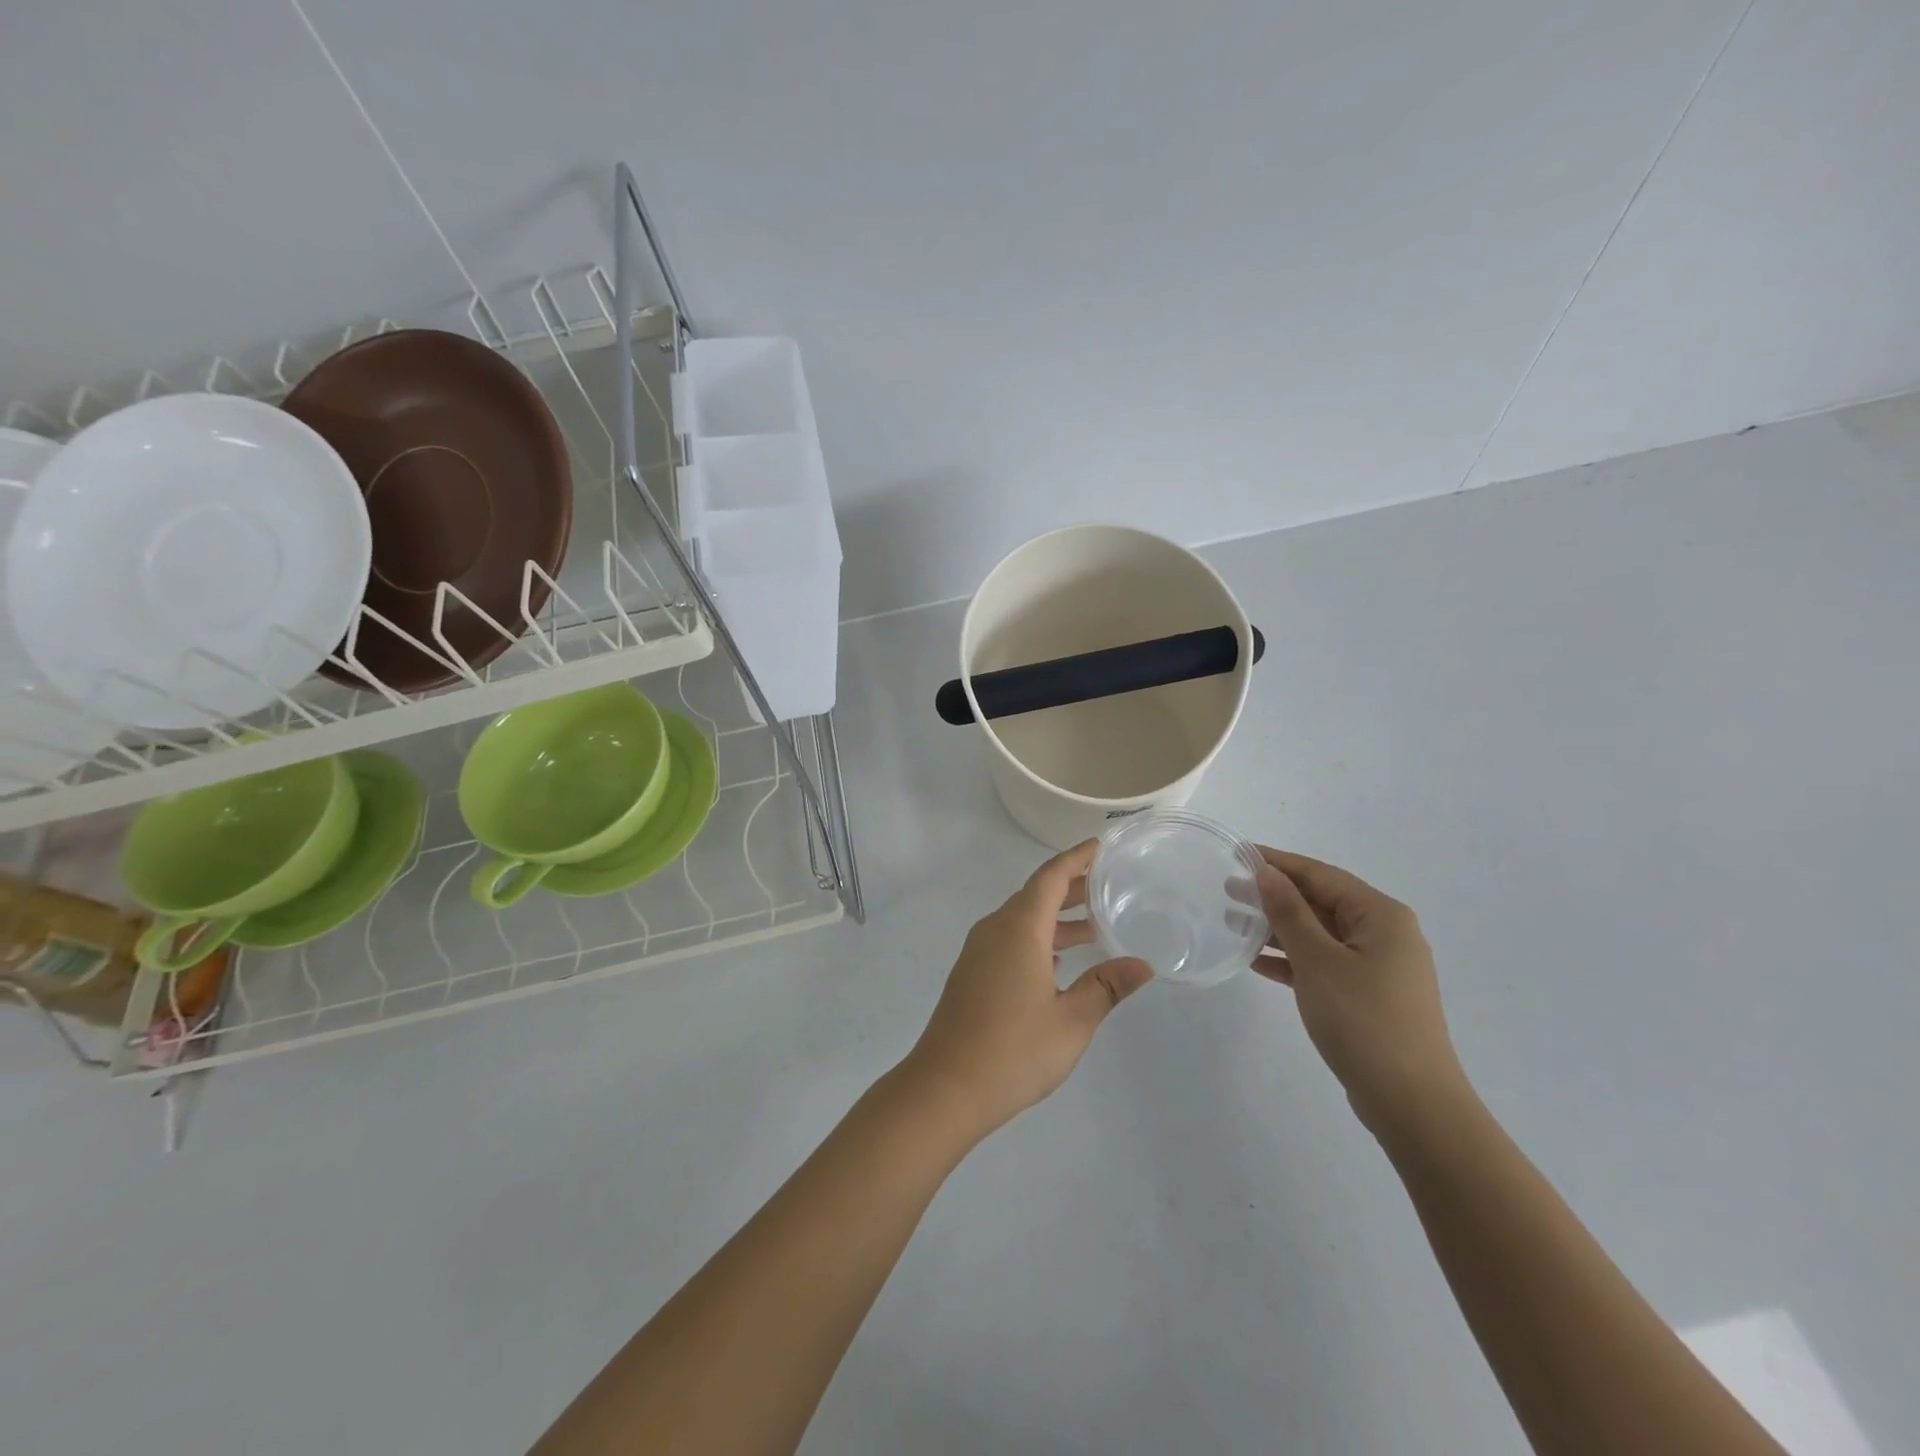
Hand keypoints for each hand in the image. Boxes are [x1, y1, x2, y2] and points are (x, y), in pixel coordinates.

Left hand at [899, 841, 1151, 1142]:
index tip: (1100, 846)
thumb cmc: (1013, 1051)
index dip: (1076, 858)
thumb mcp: (1072, 1021)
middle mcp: (995, 929)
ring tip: (1094, 927)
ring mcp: (978, 951)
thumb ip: (1106, 987)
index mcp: (1020, 929)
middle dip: (1071, 887)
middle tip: (1107, 885)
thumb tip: (1142, 964)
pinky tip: (1058, 963)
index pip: (1050, 877)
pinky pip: (1009, 940)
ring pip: (1022, 919)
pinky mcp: (971, 973)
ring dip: (1055, 918)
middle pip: (1035, 894)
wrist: (945, 1088)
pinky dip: (1037, 939)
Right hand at [1252, 848, 1469, 1135]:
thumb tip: (1267, 873)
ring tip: (1232, 922)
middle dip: (1274, 895)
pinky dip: (1291, 960)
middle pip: (1320, 901)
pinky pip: (1322, 963)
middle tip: (1227, 889)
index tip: (1236, 854)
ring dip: (1277, 928)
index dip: (1277, 862)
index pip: (1320, 874)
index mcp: (1381, 915)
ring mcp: (1377, 966)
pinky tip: (1255, 961)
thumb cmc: (1364, 1021)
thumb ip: (1290, 913)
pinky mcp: (1366, 995)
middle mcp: (1384, 933)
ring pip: (1318, 934)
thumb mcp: (1318, 961)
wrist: (1412, 1104)